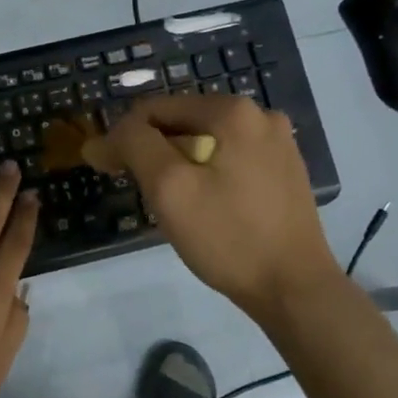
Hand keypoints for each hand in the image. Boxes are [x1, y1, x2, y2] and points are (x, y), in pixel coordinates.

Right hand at [100, 93, 337, 319]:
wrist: (294, 288)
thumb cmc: (227, 237)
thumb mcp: (169, 188)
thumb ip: (134, 147)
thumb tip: (104, 137)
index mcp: (232, 111)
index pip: (155, 109)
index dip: (122, 136)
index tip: (103, 168)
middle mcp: (260, 116)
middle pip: (183, 122)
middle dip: (151, 150)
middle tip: (134, 188)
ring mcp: (277, 143)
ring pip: (206, 142)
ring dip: (177, 163)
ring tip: (165, 201)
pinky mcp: (284, 170)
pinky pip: (229, 159)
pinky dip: (205, 173)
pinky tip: (201, 205)